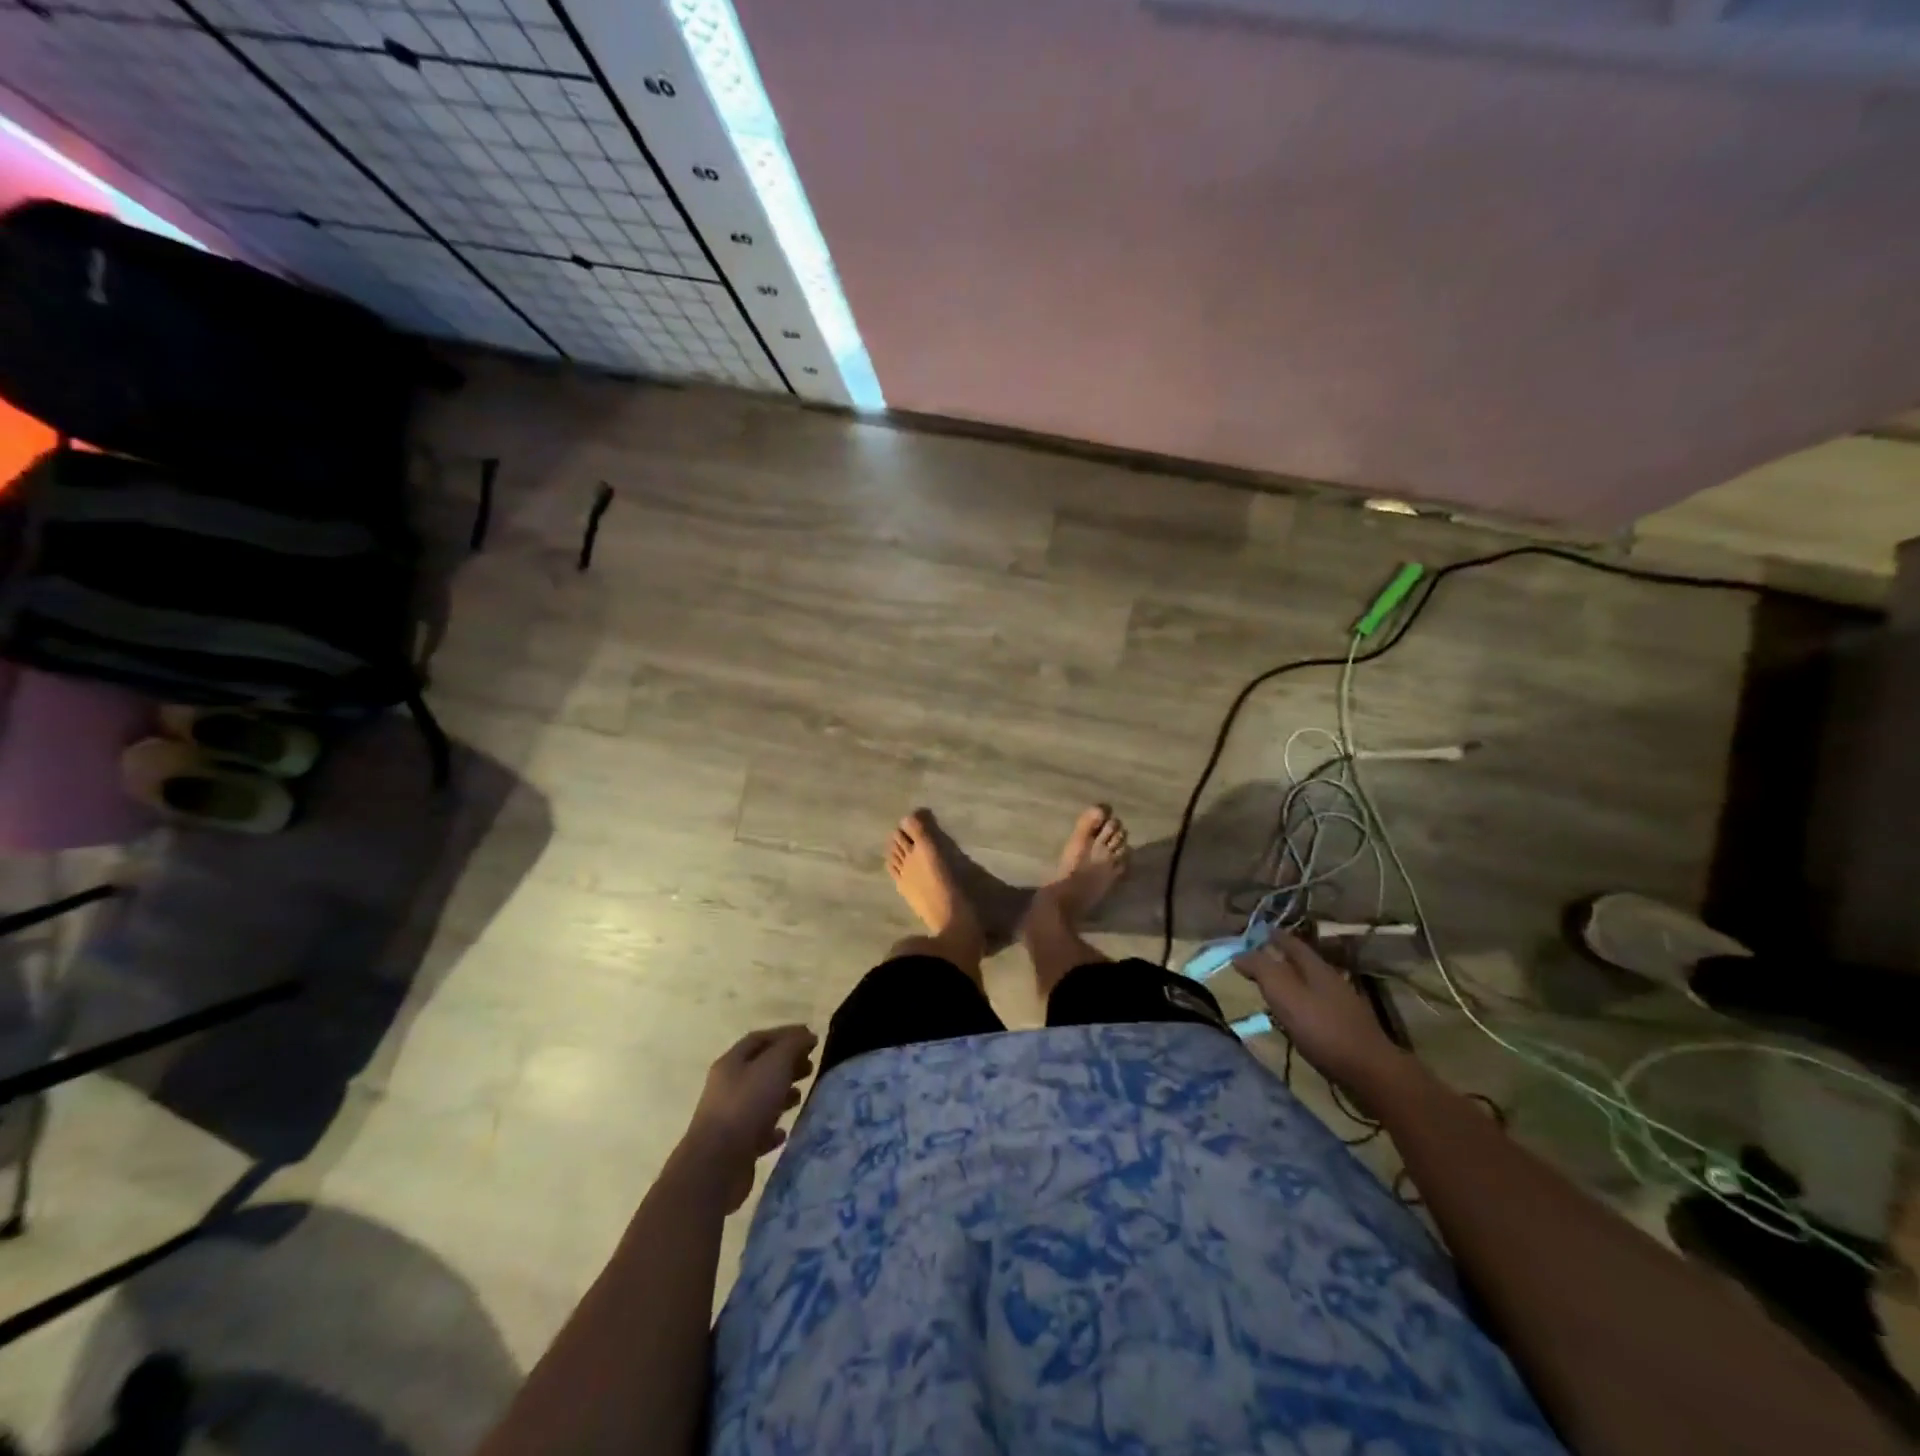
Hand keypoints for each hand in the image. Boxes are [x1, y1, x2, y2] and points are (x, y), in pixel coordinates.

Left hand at [681, 1024, 817, 1211]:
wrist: (716, 1165)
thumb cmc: (747, 1105)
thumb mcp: (775, 1064)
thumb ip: (792, 1045)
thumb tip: (807, 1035)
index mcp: (731, 1062)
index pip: (760, 1039)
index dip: (786, 1035)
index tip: (811, 1039)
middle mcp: (727, 1087)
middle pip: (761, 1068)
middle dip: (787, 1064)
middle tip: (810, 1067)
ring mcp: (729, 1118)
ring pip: (760, 1099)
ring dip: (782, 1094)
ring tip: (801, 1097)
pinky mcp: (734, 1147)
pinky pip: (757, 1131)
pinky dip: (773, 1128)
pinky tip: (784, 1132)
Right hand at [1234, 932, 1406, 1095]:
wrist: (1370, 1071)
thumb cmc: (1322, 1028)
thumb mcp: (1284, 993)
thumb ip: (1261, 970)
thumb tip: (1240, 953)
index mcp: (1316, 967)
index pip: (1291, 943)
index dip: (1273, 936)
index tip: (1256, 933)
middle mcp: (1330, 980)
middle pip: (1302, 963)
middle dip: (1280, 958)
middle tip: (1257, 960)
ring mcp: (1341, 1004)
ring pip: (1309, 984)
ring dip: (1289, 982)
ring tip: (1269, 989)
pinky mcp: (1345, 1027)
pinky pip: (1315, 1006)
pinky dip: (1299, 1004)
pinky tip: (1291, 1017)